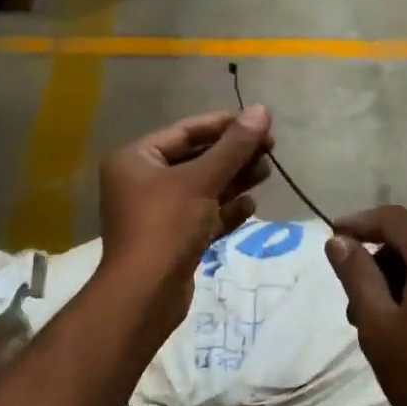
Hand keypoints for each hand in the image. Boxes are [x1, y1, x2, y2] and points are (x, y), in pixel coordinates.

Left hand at [97, 107, 272, 327]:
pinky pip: (202, 216)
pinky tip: (251, 205)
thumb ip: (233, 147)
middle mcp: (142, 182)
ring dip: (234, 180)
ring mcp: (157, 213)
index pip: (185, 131)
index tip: (259, 122)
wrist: (145, 295)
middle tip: (270, 149)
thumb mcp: (201, 181)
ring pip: (202, 189)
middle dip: (233, 155)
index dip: (223, 125)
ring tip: (267, 172)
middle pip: (195, 159)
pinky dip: (225, 210)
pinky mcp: (172, 240)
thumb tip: (262, 110)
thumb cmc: (166, 226)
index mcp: (136, 159)